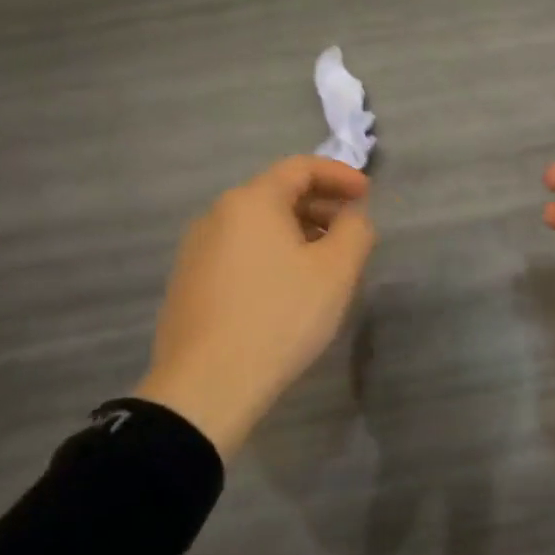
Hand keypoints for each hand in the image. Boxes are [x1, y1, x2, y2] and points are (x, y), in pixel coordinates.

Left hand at [137, 156, 374, 457]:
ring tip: (323, 263)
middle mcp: (217, 215)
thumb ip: (355, 230)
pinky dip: (270, 255)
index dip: (339, 175)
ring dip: (296, 232)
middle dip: (320, 205)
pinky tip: (286, 289)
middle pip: (276, 194)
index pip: (300, 168)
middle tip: (350, 231)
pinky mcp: (188, 283)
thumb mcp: (336, 271)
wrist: (206, 385)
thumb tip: (351, 216)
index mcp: (251, 201)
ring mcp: (196, 250)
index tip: (367, 195)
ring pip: (256, 226)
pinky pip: (238, 252)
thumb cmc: (279, 317)